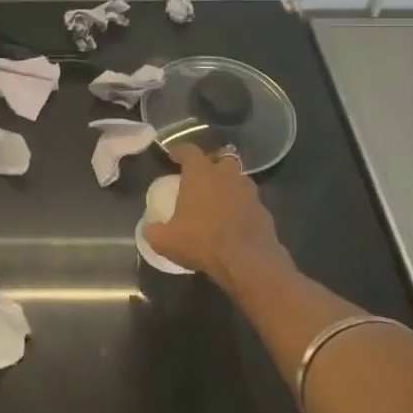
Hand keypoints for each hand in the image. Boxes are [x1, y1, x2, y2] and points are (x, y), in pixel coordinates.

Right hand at [145, 145, 288, 288]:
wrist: (247, 262)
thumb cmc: (202, 241)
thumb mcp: (165, 240)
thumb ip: (153, 230)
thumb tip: (148, 228)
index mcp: (200, 173)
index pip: (189, 150)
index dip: (180, 151)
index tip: (174, 157)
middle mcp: (226, 174)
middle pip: (220, 158)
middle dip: (211, 163)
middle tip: (201, 176)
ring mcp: (249, 190)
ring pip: (237, 178)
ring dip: (228, 184)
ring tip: (218, 199)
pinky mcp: (264, 209)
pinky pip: (249, 200)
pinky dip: (241, 205)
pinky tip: (233, 221)